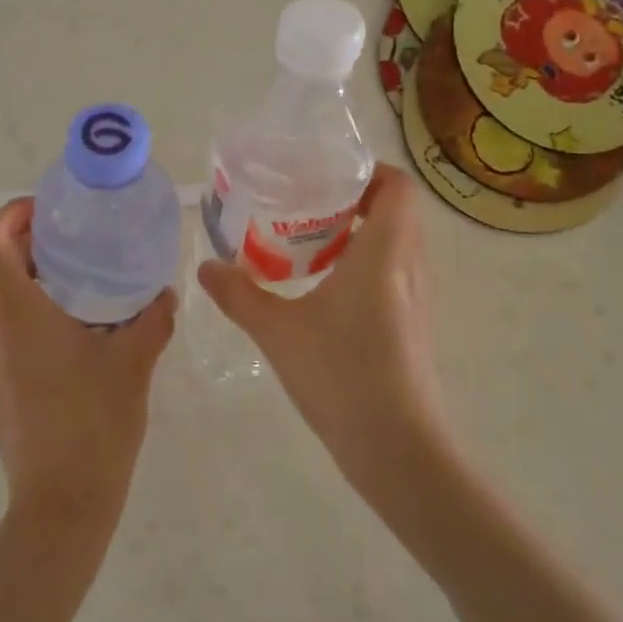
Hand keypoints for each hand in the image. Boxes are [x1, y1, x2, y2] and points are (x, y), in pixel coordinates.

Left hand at [0, 198, 175, 543]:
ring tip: (82, 291)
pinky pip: (4, 337)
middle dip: (32, 248)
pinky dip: (29, 321)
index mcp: (17, 312)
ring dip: (32, 287)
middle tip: (79, 247)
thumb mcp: (134, 362)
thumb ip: (152, 319)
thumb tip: (165, 293)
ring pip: (0, 305)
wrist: (61, 505)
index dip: (13, 213)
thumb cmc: (94, 422)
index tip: (49, 211)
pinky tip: (73, 342)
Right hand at [197, 166, 451, 494]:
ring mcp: (417, 298)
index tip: (323, 175)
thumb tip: (205, 268)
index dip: (366, 171)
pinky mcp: (413, 325)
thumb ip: (239, 295)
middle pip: (395, 210)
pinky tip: (322, 287)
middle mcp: (409, 266)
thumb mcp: (278, 332)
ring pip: (395, 243)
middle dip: (352, 199)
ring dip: (358, 233)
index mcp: (385, 251)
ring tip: (306, 240)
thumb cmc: (343, 376)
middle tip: (304, 203)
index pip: (397, 186)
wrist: (400, 450)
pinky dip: (364, 264)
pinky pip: (394, 272)